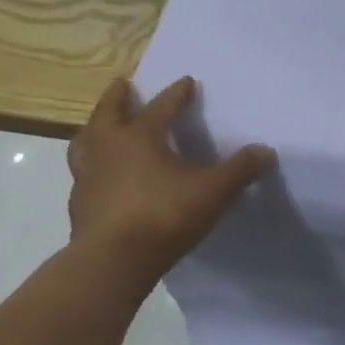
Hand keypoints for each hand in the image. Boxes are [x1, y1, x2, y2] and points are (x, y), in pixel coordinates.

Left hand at [67, 76, 275, 287]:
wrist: (111, 263)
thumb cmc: (163, 215)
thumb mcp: (213, 191)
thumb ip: (240, 169)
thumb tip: (265, 151)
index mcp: (139, 137)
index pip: (161, 106)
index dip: (176, 94)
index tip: (186, 81)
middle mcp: (107, 149)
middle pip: (108, 114)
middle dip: (117, 98)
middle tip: (123, 85)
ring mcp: (87, 177)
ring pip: (85, 143)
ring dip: (95, 130)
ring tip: (102, 127)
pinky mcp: (79, 206)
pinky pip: (84, 175)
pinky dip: (93, 167)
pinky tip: (104, 177)